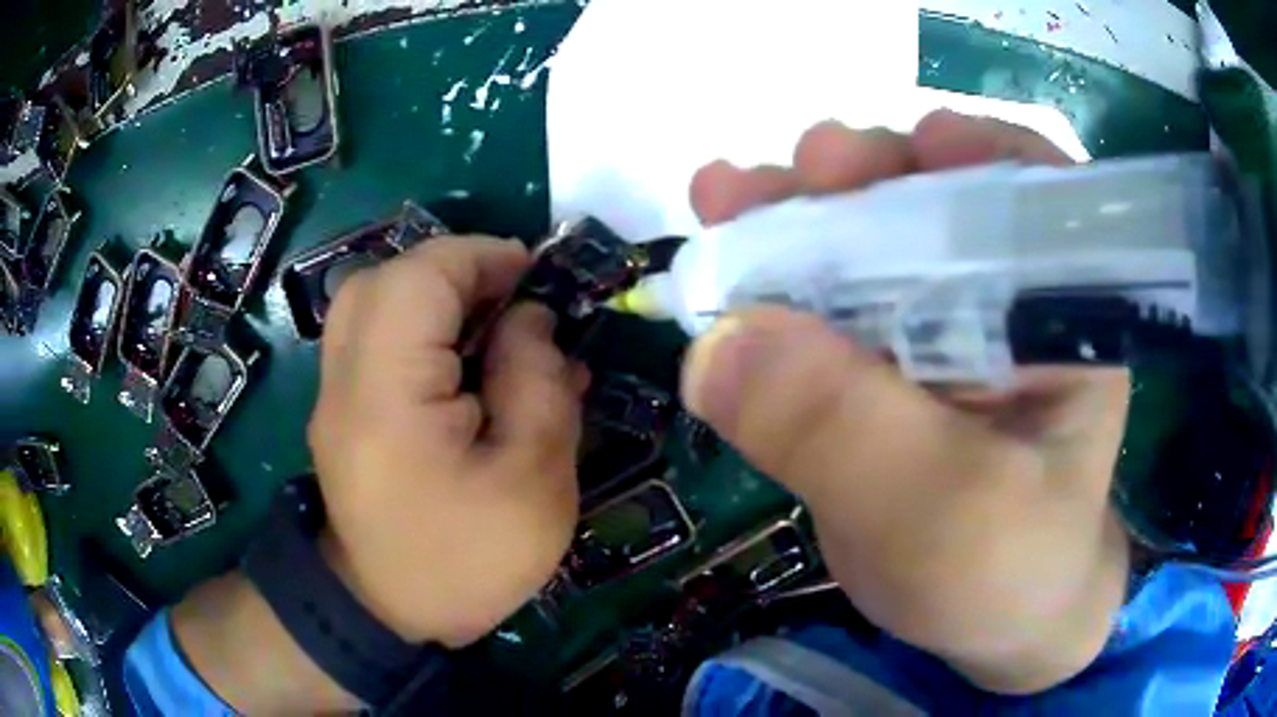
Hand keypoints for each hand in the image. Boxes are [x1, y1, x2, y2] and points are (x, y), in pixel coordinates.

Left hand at [309, 237, 586, 646]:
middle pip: (386, 278)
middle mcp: (344, 379)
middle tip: (512, 299)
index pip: (420, 278)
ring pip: (373, 300)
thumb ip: (538, 383)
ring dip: (435, 295)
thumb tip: (530, 317)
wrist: (386, 611)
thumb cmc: (466, 560)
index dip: (481, 257)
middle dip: (456, 271)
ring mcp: (333, 392)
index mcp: (388, 395)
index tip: (536, 276)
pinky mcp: (339, 406)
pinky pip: (371, 335)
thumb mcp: (534, 482)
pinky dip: (417, 325)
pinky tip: (459, 361)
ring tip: (491, 326)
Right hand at [682, 110, 1131, 694]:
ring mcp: (940, 325)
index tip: (912, 146)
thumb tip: (718, 341)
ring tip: (729, 201)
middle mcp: (1005, 297)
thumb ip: (843, 430)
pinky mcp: (885, 362)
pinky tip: (724, 271)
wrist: (986, 623)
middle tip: (797, 173)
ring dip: (797, 216)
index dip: (972, 152)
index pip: (1034, 193)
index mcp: (1061, 312)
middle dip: (861, 176)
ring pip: (866, 241)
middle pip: (934, 200)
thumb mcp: (939, 517)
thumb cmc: (1003, 574)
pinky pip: (826, 302)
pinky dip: (771, 281)